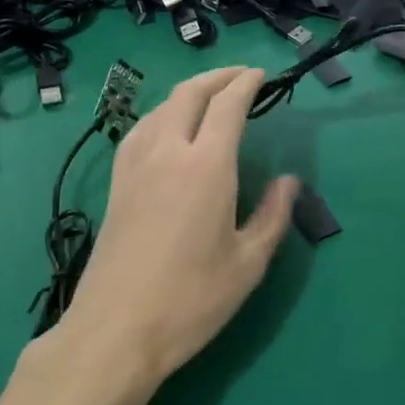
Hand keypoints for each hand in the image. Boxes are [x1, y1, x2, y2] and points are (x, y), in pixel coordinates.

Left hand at [56, 66, 297, 399]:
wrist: (116, 329)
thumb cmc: (191, 300)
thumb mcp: (248, 264)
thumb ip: (273, 216)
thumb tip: (289, 181)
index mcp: (206, 166)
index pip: (227, 105)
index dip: (246, 84)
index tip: (261, 76)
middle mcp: (167, 152)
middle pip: (189, 94)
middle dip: (217, 77)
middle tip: (241, 77)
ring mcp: (134, 166)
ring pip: (161, 108)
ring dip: (188, 92)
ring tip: (209, 98)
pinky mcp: (116, 184)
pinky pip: (139, 130)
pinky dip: (161, 114)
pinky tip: (167, 129)